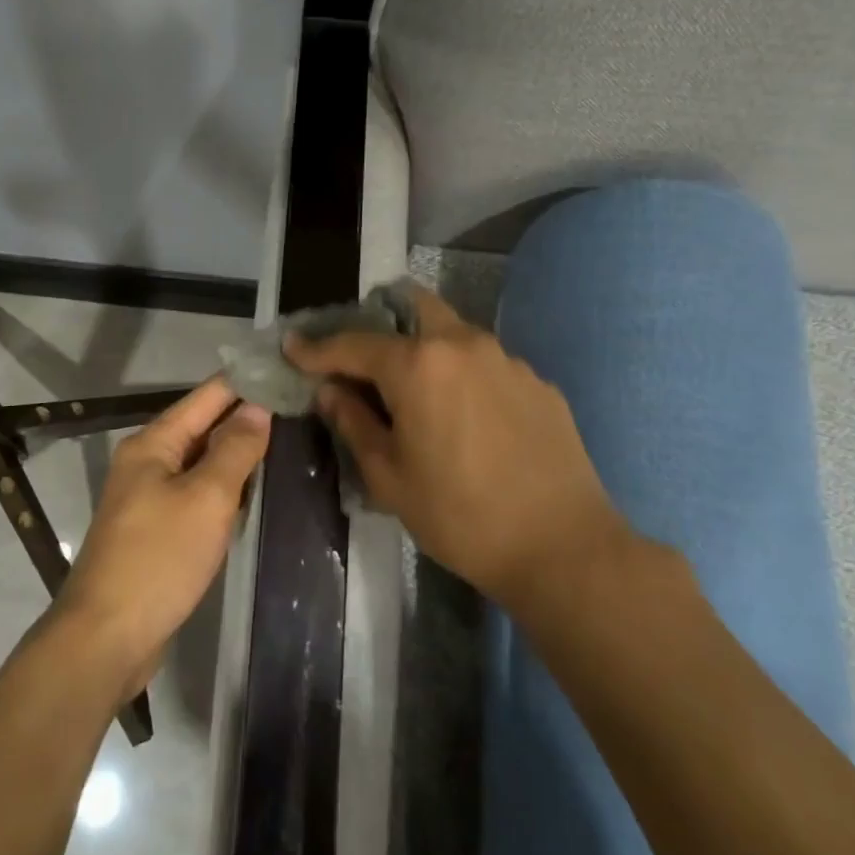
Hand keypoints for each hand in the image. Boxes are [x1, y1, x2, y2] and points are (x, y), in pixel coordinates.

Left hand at [57, 378, 270, 696]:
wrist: (107, 637)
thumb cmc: (160, 558)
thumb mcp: (206, 498)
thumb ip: (235, 449)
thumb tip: (258, 408)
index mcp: (153, 444)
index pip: (207, 397)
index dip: (246, 383)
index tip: (287, 372)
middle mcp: (147, 462)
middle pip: (203, 427)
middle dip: (245, 417)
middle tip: (298, 408)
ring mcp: (149, 497)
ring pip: (201, 463)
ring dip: (237, 453)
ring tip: (286, 440)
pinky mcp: (156, 531)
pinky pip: (196, 494)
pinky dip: (224, 488)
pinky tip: (253, 491)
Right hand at [285, 287, 629, 613]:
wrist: (562, 547)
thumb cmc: (460, 515)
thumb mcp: (389, 476)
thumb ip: (353, 422)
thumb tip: (331, 391)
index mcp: (418, 364)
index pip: (353, 343)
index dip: (316, 347)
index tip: (292, 346)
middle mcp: (463, 345)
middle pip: (414, 307)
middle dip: (381, 321)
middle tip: (362, 356)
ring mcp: (507, 360)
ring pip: (454, 334)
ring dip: (425, 349)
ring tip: (415, 392)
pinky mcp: (538, 383)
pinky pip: (487, 364)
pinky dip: (463, 376)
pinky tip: (466, 418)